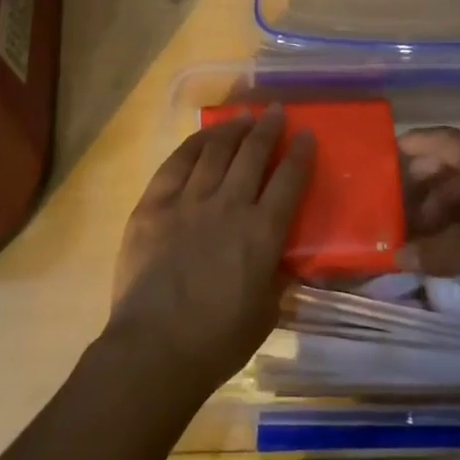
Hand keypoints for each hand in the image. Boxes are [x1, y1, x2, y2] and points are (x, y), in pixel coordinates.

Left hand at [106, 107, 313, 393]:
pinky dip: (193, 145)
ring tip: (242, 116)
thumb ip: (275, 276)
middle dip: (267, 129)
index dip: (299, 154)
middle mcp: (229, 206)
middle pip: (252, 154)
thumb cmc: (217, 341)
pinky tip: (203, 136)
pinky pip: (176, 164)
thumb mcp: (266, 312)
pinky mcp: (154, 205)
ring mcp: (188, 201)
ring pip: (215, 151)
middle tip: (276, 111)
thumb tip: (279, 257)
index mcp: (262, 233)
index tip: (306, 134)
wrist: (155, 348)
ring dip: (232, 129)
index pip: (288, 181)